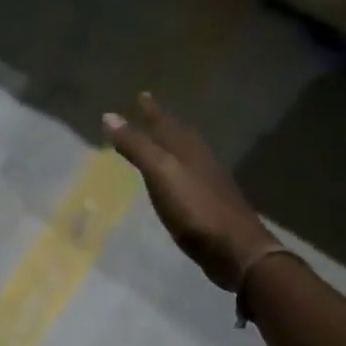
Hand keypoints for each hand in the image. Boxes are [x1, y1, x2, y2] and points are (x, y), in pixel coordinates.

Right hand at [103, 93, 279, 291]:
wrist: (236, 250)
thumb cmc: (196, 209)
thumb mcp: (161, 173)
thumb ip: (136, 146)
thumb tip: (110, 115)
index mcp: (188, 150)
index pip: (166, 123)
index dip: (152, 110)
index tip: (141, 95)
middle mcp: (200, 161)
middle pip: (180, 136)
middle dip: (163, 124)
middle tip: (149, 113)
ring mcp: (208, 184)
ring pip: (187, 156)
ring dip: (172, 147)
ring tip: (160, 143)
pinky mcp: (209, 206)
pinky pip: (189, 178)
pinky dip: (177, 171)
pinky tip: (174, 182)